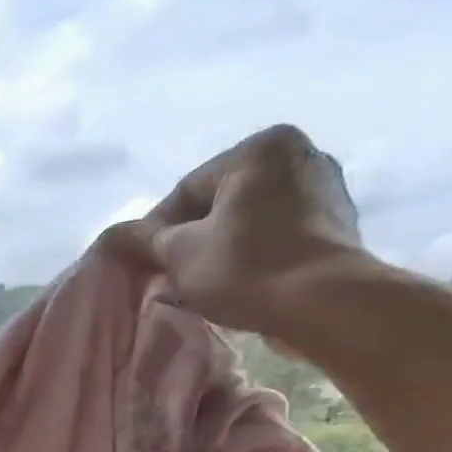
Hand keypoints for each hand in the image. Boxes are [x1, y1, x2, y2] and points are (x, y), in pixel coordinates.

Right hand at [140, 124, 370, 338]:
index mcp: (259, 148)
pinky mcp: (337, 222)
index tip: (143, 262)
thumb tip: (113, 235)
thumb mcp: (178, 252)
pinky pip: (278, 232)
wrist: (323, 303)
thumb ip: (144, 239)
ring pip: (250, 217)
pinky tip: (239, 279)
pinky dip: (254, 251)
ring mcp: (325, 187)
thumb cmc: (244, 267)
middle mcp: (299, 154)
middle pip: (220, 201)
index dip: (156, 229)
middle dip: (192, 235)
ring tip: (202, 280)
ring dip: (222, 244)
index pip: (186, 189)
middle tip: (169, 273)